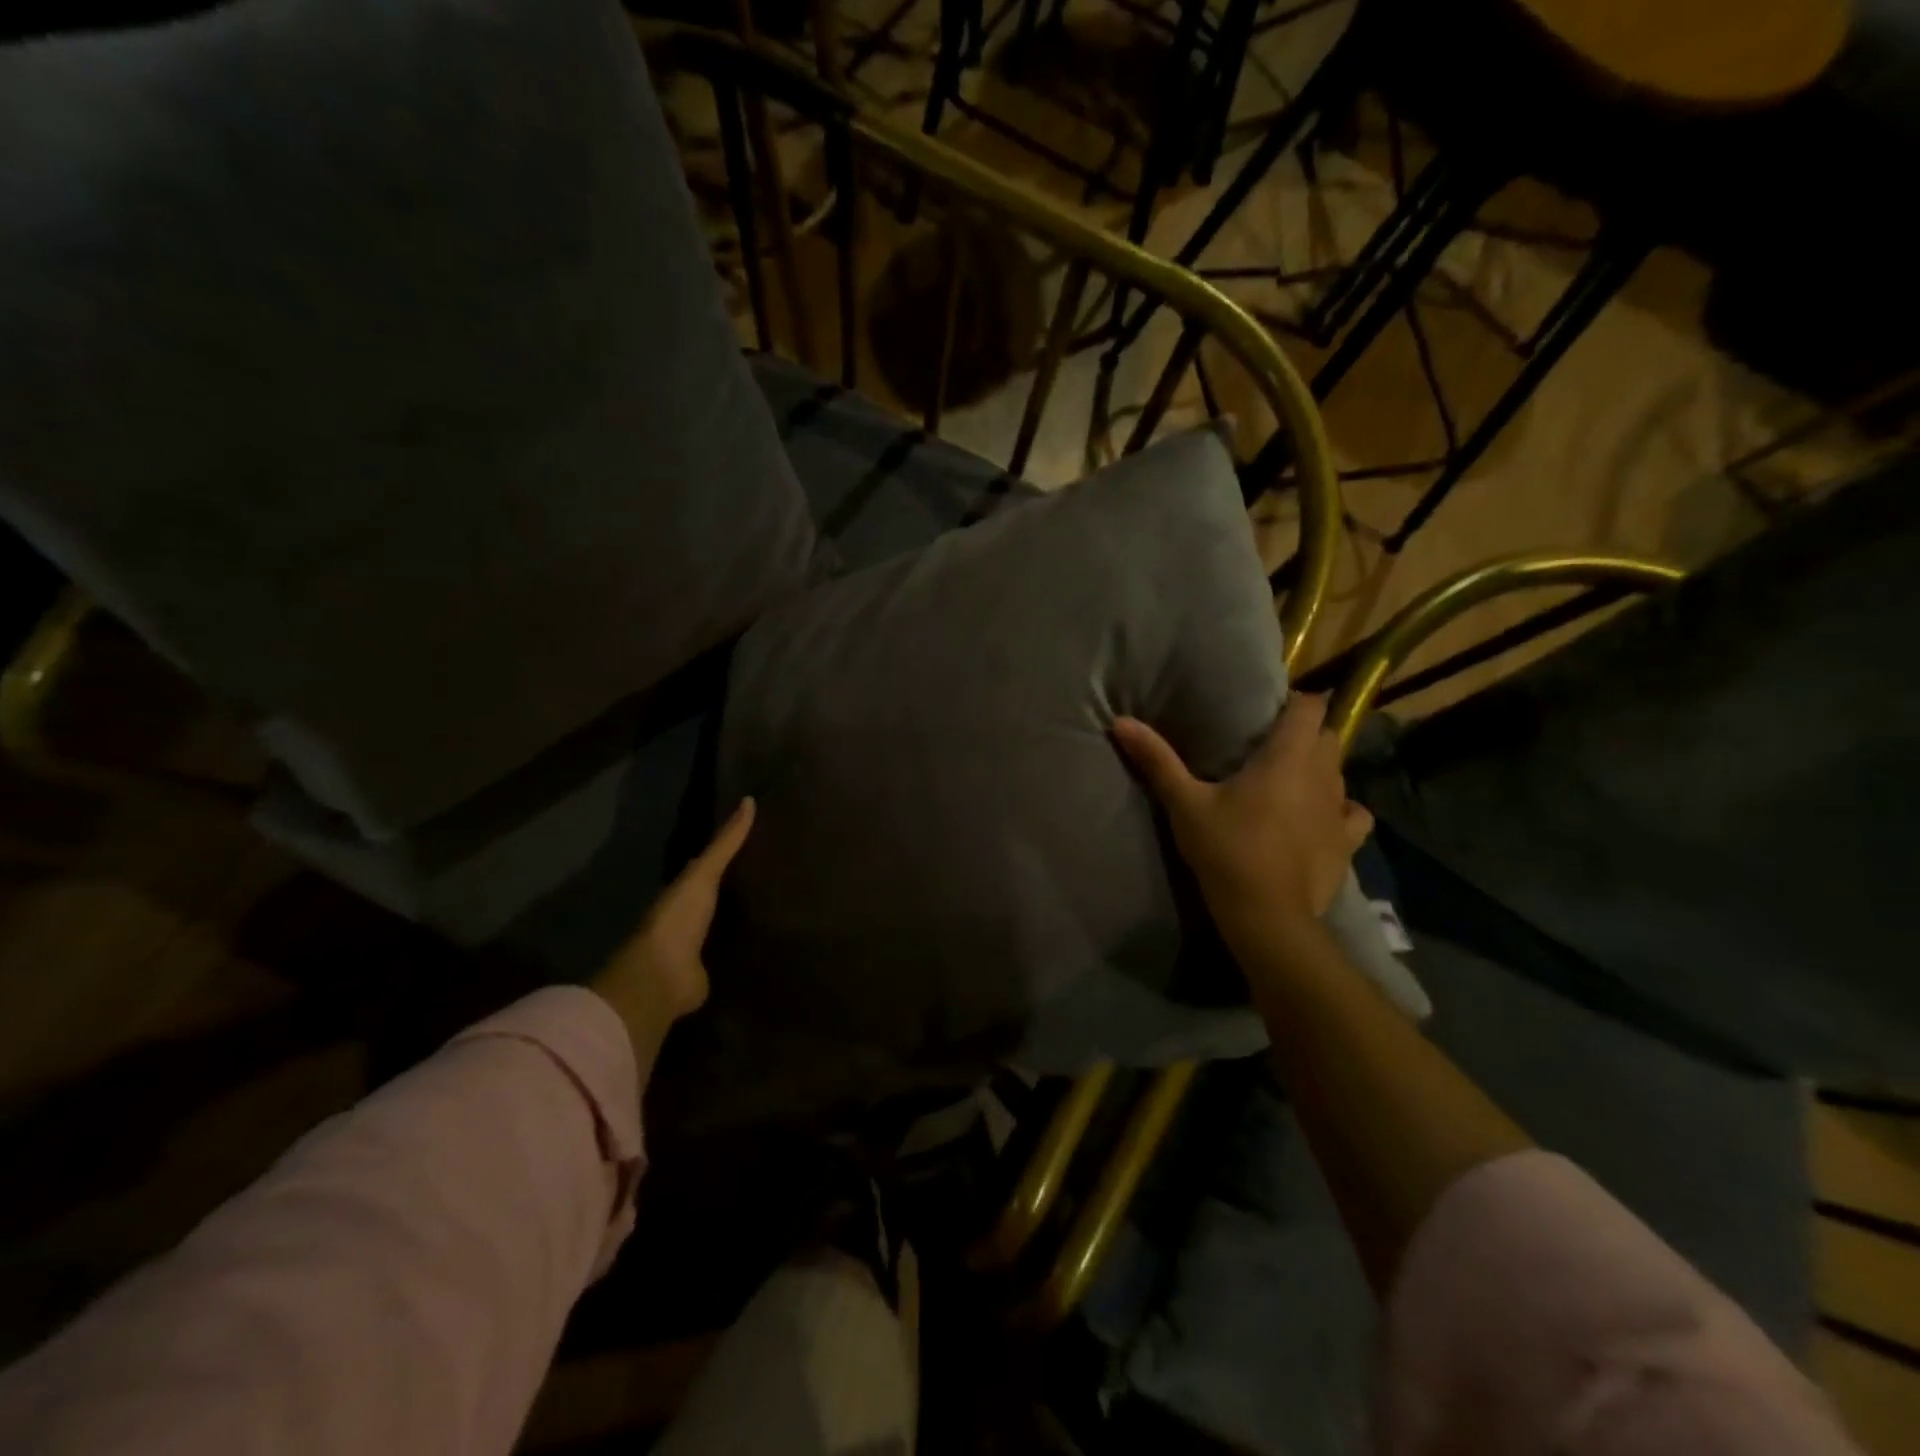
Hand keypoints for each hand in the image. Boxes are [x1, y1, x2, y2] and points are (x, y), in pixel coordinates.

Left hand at [590, 798, 754, 1069]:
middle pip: (720, 895)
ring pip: (728, 922)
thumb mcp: (703, 873)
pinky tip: (774, 938)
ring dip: (746, 916)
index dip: (730, 853)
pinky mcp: (713, 971)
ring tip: (783, 902)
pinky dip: (750, 945)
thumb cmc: (679, 918)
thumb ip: (726, 843)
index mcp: (684, 890)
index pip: (709, 866)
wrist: (663, 976)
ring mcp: (700, 946)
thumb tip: (749, 800)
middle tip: (779, 869)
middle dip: (741, 885)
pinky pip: (736, 951)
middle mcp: (691, 916)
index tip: (761, 840)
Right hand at [1113, 695, 1371, 950]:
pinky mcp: (1347, 842)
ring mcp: (1339, 809)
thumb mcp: (1184, 803)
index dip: (1294, 701)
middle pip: (1328, 736)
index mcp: (1287, 756)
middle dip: (1306, 734)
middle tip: (1271, 745)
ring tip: (1291, 780)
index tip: (1269, 710)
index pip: (1309, 707)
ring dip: (1320, 769)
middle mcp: (1323, 775)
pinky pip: (1353, 813)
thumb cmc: (1226, 850)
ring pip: (1340, 772)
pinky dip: (1340, 809)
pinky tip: (1321, 817)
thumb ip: (1157, 760)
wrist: (1267, 915)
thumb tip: (1120, 722)